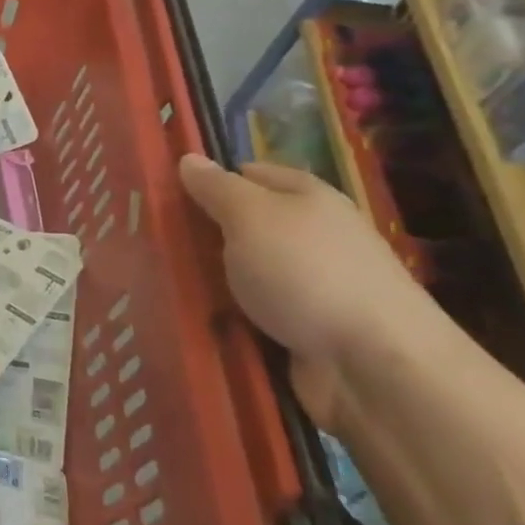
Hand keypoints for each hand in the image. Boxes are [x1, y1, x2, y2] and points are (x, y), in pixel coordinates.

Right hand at [178, 155, 432, 430]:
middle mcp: (313, 236)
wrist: (374, 366)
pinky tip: (194, 318)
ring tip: (160, 281)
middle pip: (245, 225)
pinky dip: (227, 316)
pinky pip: (252, 312)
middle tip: (151, 239)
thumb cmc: (307, 273)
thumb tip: (189, 158)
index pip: (248, 173)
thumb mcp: (251, 217)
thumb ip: (217, 188)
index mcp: (307, 197)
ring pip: (245, 271)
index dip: (209, 180)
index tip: (163, 194)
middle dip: (203, 233)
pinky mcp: (305, 329)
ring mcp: (311, 285)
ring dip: (211, 279)